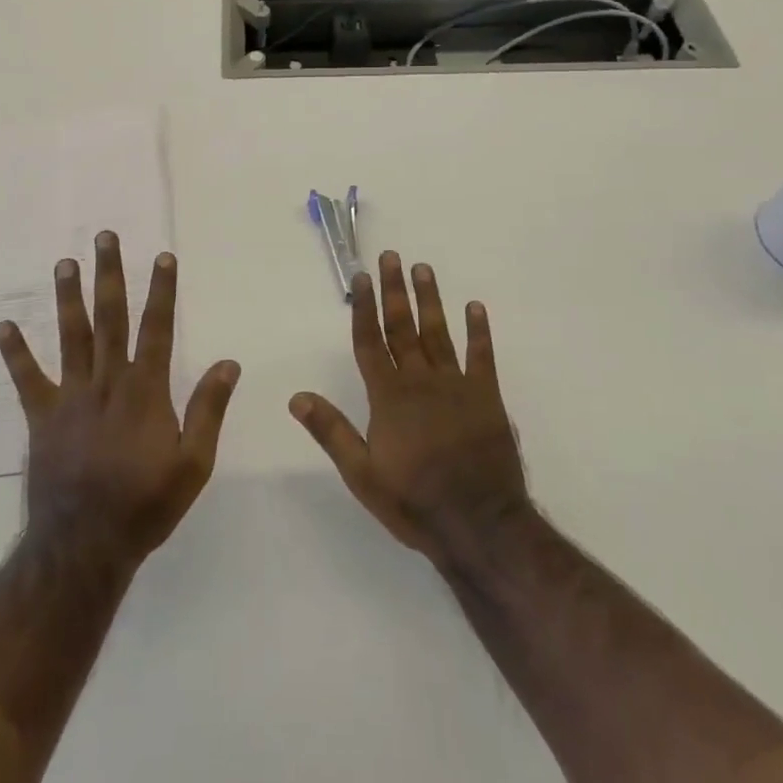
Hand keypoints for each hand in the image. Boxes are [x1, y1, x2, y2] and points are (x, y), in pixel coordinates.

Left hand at [0, 231, 239, 568]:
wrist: (85, 546)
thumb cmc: (146, 504)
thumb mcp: (194, 464)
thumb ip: (209, 409)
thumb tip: (228, 362)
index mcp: (145, 389)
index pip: (157, 327)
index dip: (162, 290)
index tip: (163, 256)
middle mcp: (107, 381)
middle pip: (110, 317)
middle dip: (109, 274)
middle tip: (105, 237)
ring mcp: (71, 396)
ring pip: (71, 336)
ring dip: (68, 298)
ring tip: (64, 263)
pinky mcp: (42, 418)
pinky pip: (27, 379)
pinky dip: (15, 353)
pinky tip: (3, 326)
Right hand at [290, 251, 529, 560]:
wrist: (480, 525)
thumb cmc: (415, 501)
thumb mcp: (362, 475)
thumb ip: (331, 431)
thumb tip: (296, 397)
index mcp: (389, 397)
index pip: (370, 342)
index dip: (363, 308)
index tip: (360, 277)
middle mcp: (420, 380)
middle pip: (402, 327)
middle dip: (394, 290)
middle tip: (391, 256)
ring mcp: (456, 385)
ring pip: (438, 332)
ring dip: (430, 299)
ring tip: (423, 268)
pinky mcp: (487, 397)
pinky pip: (482, 356)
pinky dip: (479, 331)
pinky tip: (475, 307)